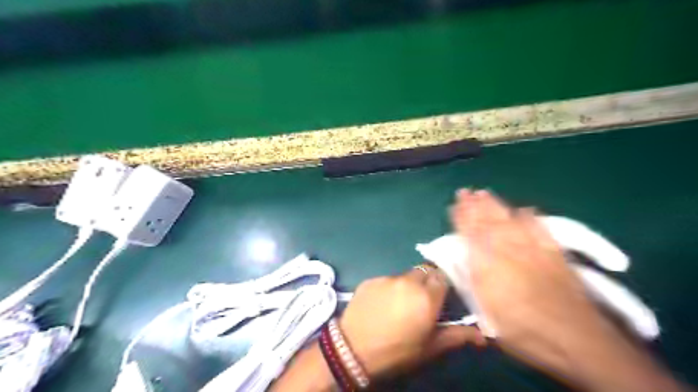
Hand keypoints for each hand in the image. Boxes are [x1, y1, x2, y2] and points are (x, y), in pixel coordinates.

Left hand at [340, 267, 486, 377]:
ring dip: (409, 285)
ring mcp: (387, 278)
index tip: (442, 296)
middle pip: (425, 271)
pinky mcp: (371, 279)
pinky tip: (383, 304)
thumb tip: (483, 335)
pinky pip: (387, 279)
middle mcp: (408, 281)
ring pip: (406, 275)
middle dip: (428, 282)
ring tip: (401, 304)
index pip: (444, 276)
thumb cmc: (396, 352)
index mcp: (427, 297)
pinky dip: (390, 287)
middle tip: (423, 301)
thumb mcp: (429, 347)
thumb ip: (457, 335)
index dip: (444, 285)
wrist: (352, 349)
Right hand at [453, 190, 684, 391]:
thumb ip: (470, 283)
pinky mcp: (554, 253)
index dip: (461, 217)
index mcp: (487, 266)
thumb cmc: (523, 332)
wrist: (576, 340)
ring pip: (509, 220)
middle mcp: (507, 252)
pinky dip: (530, 217)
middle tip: (466, 191)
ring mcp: (532, 250)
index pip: (470, 234)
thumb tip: (459, 260)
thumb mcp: (486, 314)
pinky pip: (539, 228)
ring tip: (485, 192)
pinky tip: (524, 209)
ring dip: (496, 205)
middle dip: (475, 205)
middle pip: (488, 222)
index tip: (454, 204)